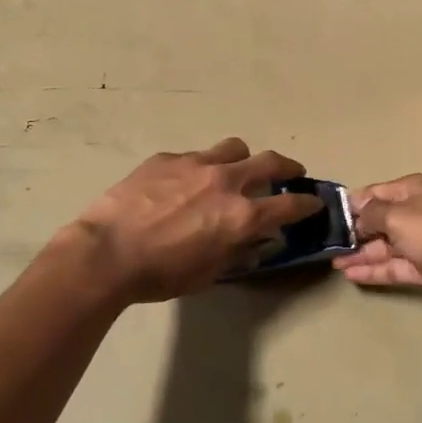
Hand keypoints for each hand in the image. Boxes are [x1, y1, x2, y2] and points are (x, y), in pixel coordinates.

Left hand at [66, 139, 322, 303]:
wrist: (108, 252)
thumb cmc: (160, 274)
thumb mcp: (208, 273)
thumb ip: (238, 252)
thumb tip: (258, 240)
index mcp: (241, 216)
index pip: (289, 204)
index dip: (307, 204)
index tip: (313, 202)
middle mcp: (226, 182)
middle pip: (270, 162)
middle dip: (287, 167)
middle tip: (291, 173)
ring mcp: (196, 164)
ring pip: (234, 148)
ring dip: (243, 159)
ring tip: (235, 170)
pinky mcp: (168, 158)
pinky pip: (195, 156)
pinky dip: (201, 167)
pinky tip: (184, 183)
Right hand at [337, 174, 421, 316]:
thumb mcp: (398, 216)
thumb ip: (372, 215)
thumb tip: (356, 217)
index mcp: (412, 191)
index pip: (375, 193)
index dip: (352, 204)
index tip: (328, 216)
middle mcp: (415, 214)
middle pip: (378, 221)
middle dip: (354, 231)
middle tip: (325, 243)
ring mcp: (421, 244)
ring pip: (384, 246)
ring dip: (360, 253)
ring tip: (332, 261)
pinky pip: (392, 267)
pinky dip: (372, 270)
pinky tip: (349, 274)